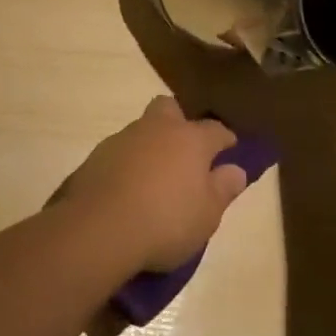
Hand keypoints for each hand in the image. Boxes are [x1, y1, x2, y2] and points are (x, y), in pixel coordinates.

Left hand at [59, 97, 247, 272]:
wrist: (101, 226)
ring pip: (143, 128)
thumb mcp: (207, 215)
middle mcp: (158, 128)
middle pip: (170, 108)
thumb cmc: (166, 221)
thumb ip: (223, 189)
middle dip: (179, 121)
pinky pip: (121, 150)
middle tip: (185, 150)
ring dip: (152, 144)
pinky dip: (129, 162)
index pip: (215, 129)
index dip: (225, 138)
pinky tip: (129, 187)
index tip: (230, 147)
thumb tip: (236, 170)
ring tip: (155, 176)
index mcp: (190, 139)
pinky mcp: (99, 154)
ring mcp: (125, 137)